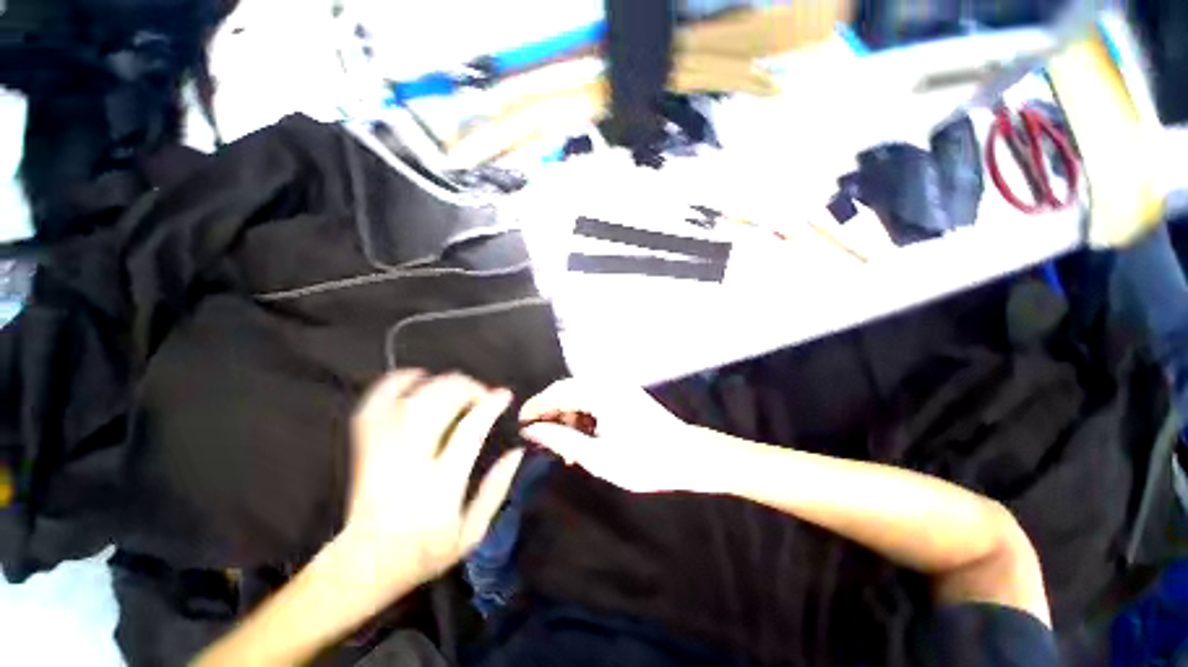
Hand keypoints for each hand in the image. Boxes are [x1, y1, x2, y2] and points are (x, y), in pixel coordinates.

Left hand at [339, 370, 524, 592]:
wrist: (364, 565)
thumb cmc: (424, 553)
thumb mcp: (472, 534)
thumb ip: (497, 489)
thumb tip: (517, 451)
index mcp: (439, 486)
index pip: (468, 433)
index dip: (489, 407)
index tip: (504, 395)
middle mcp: (408, 463)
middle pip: (436, 406)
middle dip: (465, 388)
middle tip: (481, 391)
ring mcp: (381, 453)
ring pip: (409, 401)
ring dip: (439, 383)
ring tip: (458, 384)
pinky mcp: (364, 449)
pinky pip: (374, 406)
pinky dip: (394, 384)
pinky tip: (415, 376)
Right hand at [519, 378, 715, 492]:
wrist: (687, 456)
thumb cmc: (644, 461)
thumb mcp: (598, 457)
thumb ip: (562, 440)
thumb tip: (532, 430)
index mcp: (600, 393)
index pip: (557, 393)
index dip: (536, 408)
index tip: (520, 425)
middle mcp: (607, 382)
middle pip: (567, 391)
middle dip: (552, 414)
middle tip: (543, 441)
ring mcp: (618, 386)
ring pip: (579, 396)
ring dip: (568, 417)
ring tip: (565, 447)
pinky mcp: (624, 393)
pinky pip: (593, 399)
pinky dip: (583, 417)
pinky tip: (583, 438)